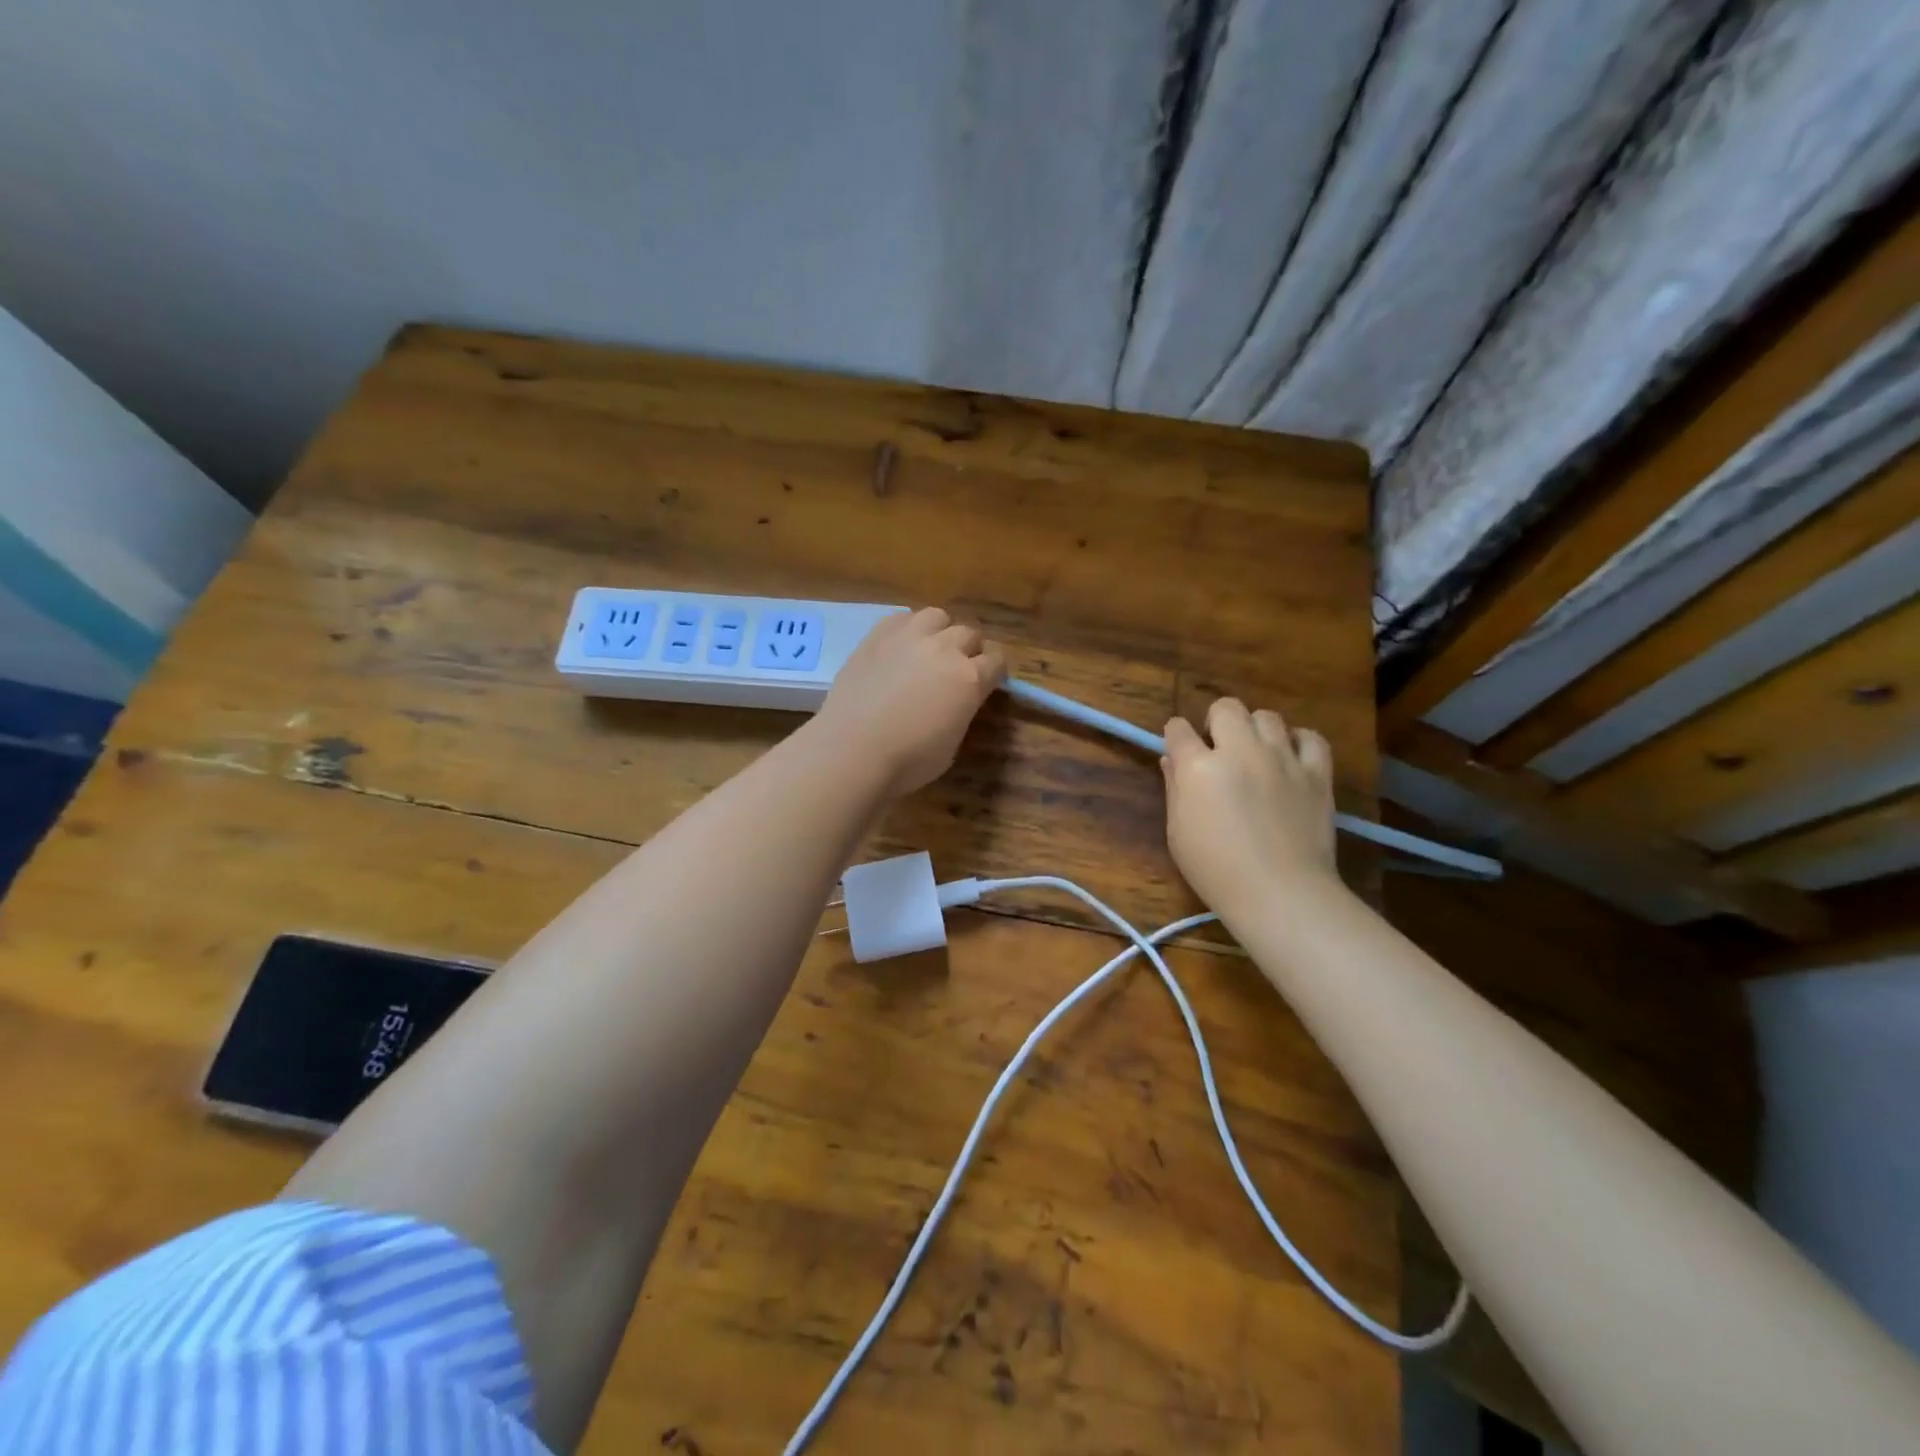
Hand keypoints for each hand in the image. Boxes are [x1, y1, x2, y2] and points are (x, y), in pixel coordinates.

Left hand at [814, 607, 1005, 796]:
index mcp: (970, 678)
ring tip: (929, 650)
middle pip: (969, 634)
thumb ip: (961, 713)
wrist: (852, 750)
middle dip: (969, 650)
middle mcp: (945, 648)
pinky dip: (908, 628)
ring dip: (940, 631)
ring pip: (937, 616)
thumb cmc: (908, 761)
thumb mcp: (952, 745)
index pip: (996, 661)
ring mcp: (909, 637)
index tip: (988, 681)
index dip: (994, 671)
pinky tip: (900, 647)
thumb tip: (958, 702)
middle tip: (957, 669)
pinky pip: (902, 617)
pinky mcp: (877, 635)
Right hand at [1161, 698, 1342, 922]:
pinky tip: (1291, 758)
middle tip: (1219, 749)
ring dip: (1256, 730)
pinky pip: (1311, 737)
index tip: (1179, 748)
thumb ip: (1174, 790)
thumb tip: (1172, 760)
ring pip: (1267, 716)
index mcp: (1198, 767)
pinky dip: (1299, 742)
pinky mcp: (1317, 773)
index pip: (1178, 729)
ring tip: (1256, 754)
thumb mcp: (1178, 834)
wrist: (1281, 894)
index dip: (1176, 735)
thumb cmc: (1216, 871)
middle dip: (1216, 721)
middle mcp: (1240, 751)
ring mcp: (1282, 758)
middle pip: (1226, 707)